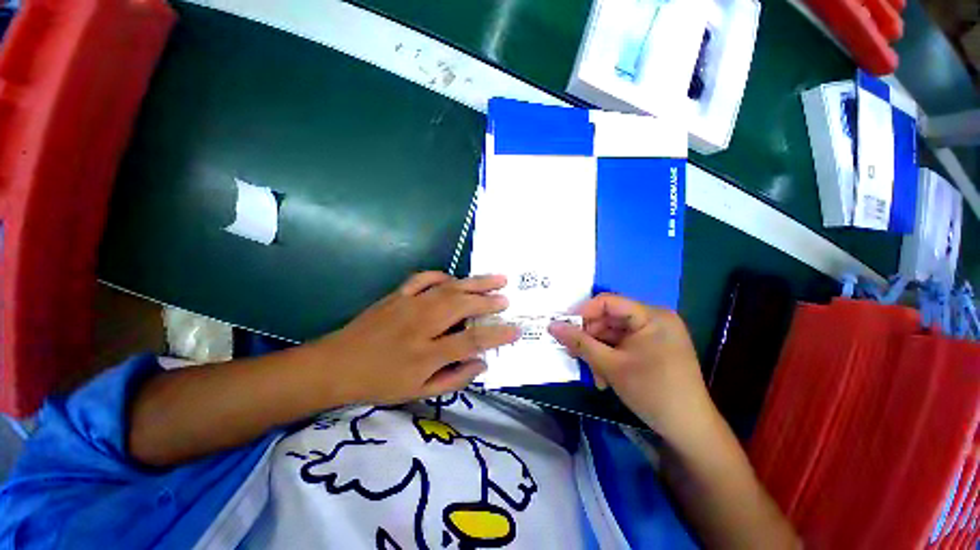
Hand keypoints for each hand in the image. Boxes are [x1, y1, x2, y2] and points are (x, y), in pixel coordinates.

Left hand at [310, 272, 519, 404]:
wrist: (336, 365)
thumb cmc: (380, 383)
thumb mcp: (419, 393)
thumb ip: (455, 379)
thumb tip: (483, 363)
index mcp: (426, 354)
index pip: (471, 341)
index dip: (496, 334)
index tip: (516, 329)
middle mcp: (421, 325)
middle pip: (462, 306)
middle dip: (488, 301)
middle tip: (506, 299)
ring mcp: (408, 304)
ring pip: (449, 288)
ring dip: (475, 283)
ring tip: (496, 279)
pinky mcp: (398, 294)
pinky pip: (424, 278)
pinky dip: (442, 276)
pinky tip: (454, 279)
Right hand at [548, 294, 712, 443]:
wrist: (689, 429)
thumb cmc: (652, 392)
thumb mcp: (610, 365)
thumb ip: (579, 342)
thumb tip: (551, 325)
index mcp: (651, 315)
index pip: (608, 302)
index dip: (583, 313)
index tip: (564, 329)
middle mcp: (655, 318)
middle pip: (609, 318)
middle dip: (590, 338)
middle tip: (574, 354)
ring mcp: (655, 333)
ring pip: (613, 333)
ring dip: (598, 351)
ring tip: (593, 374)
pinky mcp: (653, 347)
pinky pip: (623, 344)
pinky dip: (610, 357)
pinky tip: (604, 377)